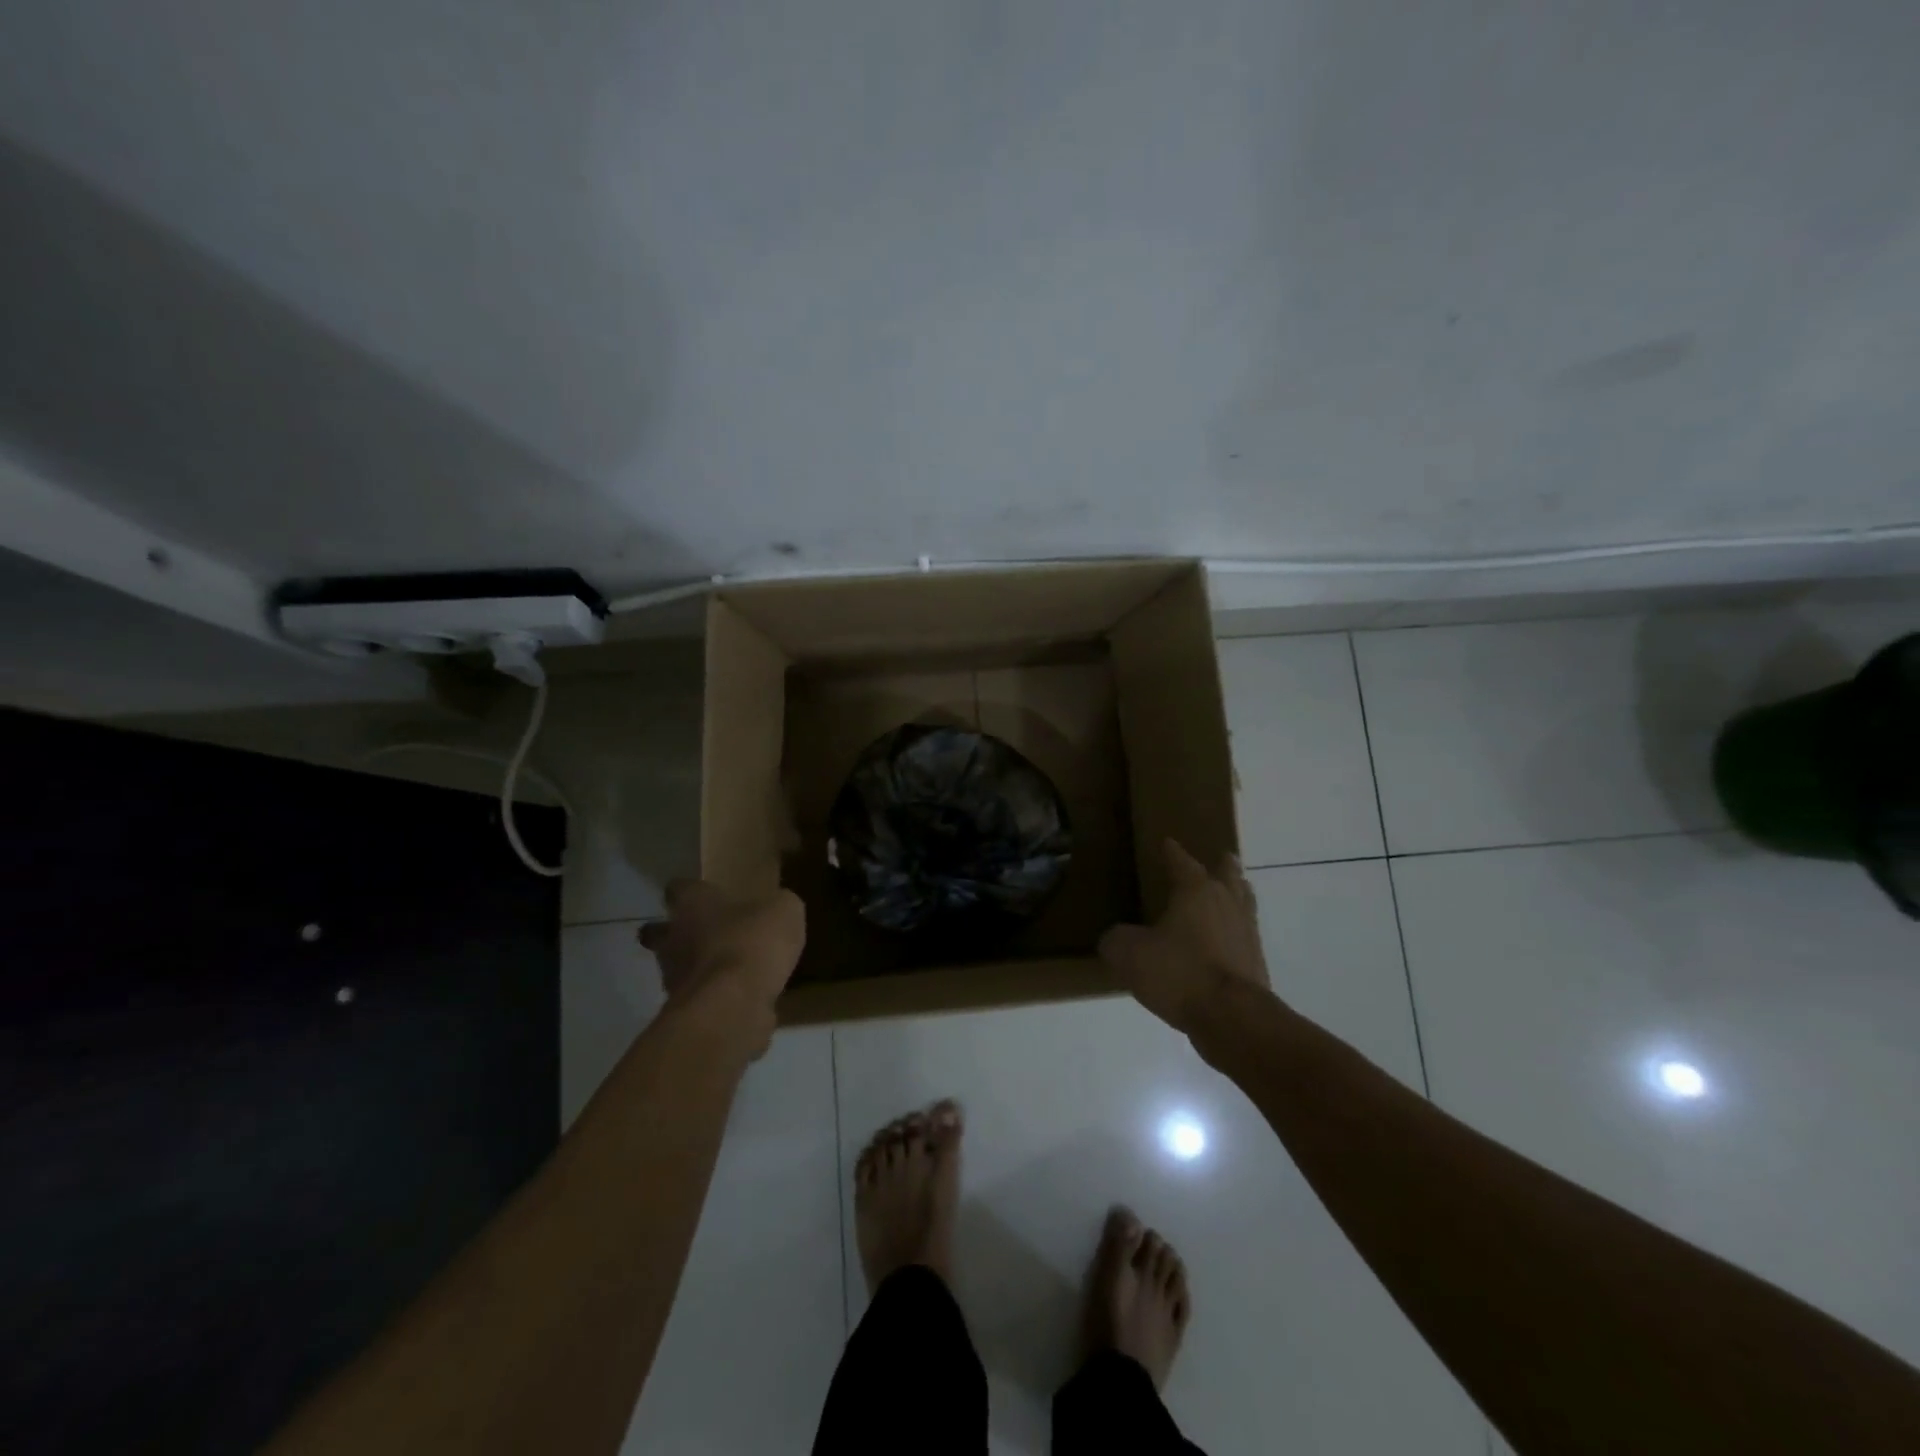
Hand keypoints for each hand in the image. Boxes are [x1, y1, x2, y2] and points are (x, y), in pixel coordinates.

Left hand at [638, 880, 804, 1052]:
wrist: (733, 1005)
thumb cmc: (752, 942)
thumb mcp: (783, 910)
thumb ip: (776, 905)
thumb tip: (776, 908)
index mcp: (692, 904)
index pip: (678, 888)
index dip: (688, 890)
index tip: (700, 892)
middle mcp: (673, 938)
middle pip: (661, 933)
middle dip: (676, 934)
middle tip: (703, 934)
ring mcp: (674, 979)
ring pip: (677, 968)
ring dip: (697, 968)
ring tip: (729, 970)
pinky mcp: (685, 1013)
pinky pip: (700, 999)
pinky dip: (715, 998)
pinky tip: (740, 999)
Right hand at [1098, 840, 1270, 1034]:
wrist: (1232, 1017)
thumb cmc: (1179, 972)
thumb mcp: (1129, 954)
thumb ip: (1117, 940)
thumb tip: (1115, 938)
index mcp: (1196, 891)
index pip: (1183, 862)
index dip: (1173, 852)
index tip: (1168, 843)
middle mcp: (1226, 903)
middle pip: (1228, 875)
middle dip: (1223, 866)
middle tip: (1221, 858)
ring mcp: (1247, 932)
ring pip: (1244, 903)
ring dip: (1237, 894)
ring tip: (1232, 893)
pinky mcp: (1256, 962)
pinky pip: (1245, 936)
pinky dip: (1236, 931)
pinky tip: (1227, 940)